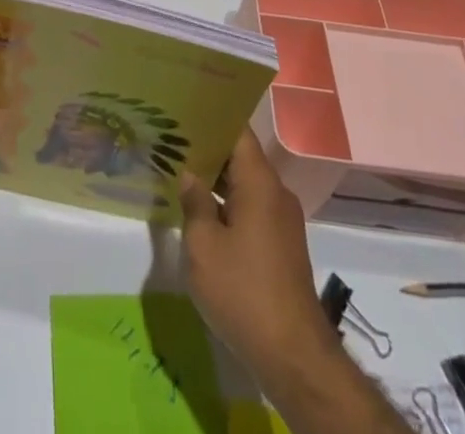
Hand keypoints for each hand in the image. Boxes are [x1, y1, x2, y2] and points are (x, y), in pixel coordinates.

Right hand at [178, 127, 335, 388]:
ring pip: (245, 185)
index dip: (212, 116)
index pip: (238, 130)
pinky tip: (202, 213)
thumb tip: (190, 175)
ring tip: (180, 172)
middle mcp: (276, 193)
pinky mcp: (281, 247)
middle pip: (241, 156)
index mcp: (260, 182)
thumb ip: (194, 202)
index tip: (183, 108)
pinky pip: (252, 209)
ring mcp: (282, 221)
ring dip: (216, 180)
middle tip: (171, 140)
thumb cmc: (243, 291)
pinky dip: (228, 204)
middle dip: (208, 148)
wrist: (293, 357)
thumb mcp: (203, 245)